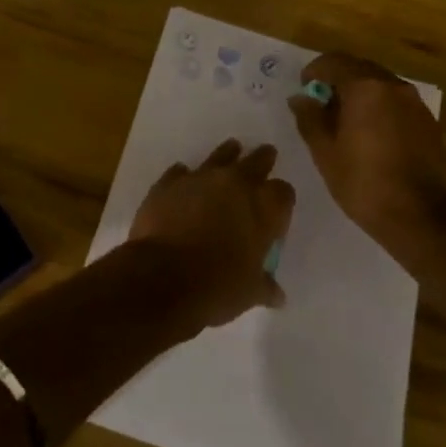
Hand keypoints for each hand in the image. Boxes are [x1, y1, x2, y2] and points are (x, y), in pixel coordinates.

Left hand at [128, 138, 294, 328]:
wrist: (163, 277)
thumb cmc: (218, 286)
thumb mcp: (249, 292)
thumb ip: (265, 286)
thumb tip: (278, 296)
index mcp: (264, 208)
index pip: (283, 192)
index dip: (282, 198)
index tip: (278, 206)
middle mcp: (235, 184)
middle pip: (256, 161)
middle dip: (262, 160)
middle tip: (266, 155)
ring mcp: (199, 178)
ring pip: (220, 156)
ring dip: (227, 154)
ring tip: (232, 150)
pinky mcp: (168, 183)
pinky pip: (180, 172)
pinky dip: (184, 176)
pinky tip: (183, 179)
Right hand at [288, 52, 445, 245]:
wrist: (418, 216)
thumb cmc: (362, 181)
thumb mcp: (324, 151)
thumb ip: (309, 118)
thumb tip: (300, 99)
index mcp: (366, 87)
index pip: (334, 61)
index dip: (314, 71)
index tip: (303, 88)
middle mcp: (393, 86)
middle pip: (359, 69)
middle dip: (337, 80)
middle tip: (320, 104)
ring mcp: (415, 104)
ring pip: (380, 85)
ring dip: (359, 94)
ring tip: (343, 121)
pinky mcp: (427, 122)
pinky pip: (396, 102)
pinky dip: (379, 108)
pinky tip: (369, 135)